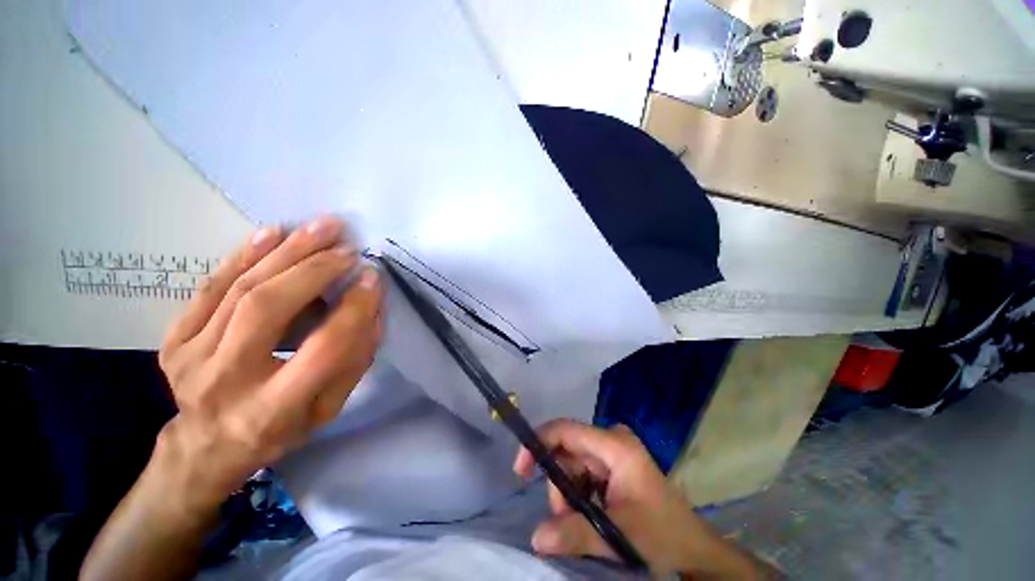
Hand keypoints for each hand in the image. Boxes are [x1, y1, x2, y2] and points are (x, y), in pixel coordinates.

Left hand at [81, 216, 383, 580]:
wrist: (208, 443)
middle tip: (346, 245)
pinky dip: (244, 255)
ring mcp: (190, 356)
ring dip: (285, 251)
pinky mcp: (174, 338)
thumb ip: (355, 357)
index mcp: (274, 408)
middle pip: (268, 308)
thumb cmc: (283, 428)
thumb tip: (371, 305)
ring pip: (239, 289)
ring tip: (320, 226)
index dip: (353, 308)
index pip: (323, 348)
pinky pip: (210, 287)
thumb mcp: (330, 406)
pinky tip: (273, 232)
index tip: (372, 278)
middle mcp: (226, 380)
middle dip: (314, 269)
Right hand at [514, 420, 775, 578]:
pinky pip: (581, 474)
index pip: (566, 431)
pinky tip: (589, 516)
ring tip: (582, 525)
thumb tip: (536, 537)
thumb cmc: (662, 534)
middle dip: (559, 485)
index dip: (539, 443)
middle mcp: (611, 441)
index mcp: (615, 445)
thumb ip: (576, 533)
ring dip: (567, 495)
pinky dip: (577, 496)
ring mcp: (612, 452)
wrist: (692, 547)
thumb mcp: (618, 534)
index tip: (520, 469)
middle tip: (563, 519)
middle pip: (567, 451)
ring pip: (571, 465)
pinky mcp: (612, 466)